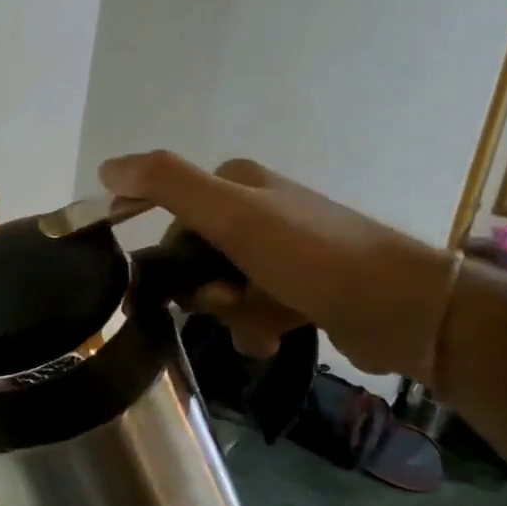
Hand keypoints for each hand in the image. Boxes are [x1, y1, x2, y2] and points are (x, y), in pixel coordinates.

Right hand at [100, 152, 458, 380]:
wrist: (401, 309)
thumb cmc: (309, 256)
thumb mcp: (231, 213)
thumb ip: (166, 184)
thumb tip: (105, 166)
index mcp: (236, 183)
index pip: (170, 218)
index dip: (165, 255)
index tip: (166, 285)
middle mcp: (257, 210)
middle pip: (194, 258)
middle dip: (203, 290)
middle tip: (225, 301)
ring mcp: (281, 251)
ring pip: (221, 288)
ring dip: (230, 314)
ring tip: (259, 326)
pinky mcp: (299, 288)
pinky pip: (252, 311)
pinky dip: (255, 328)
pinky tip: (271, 339)